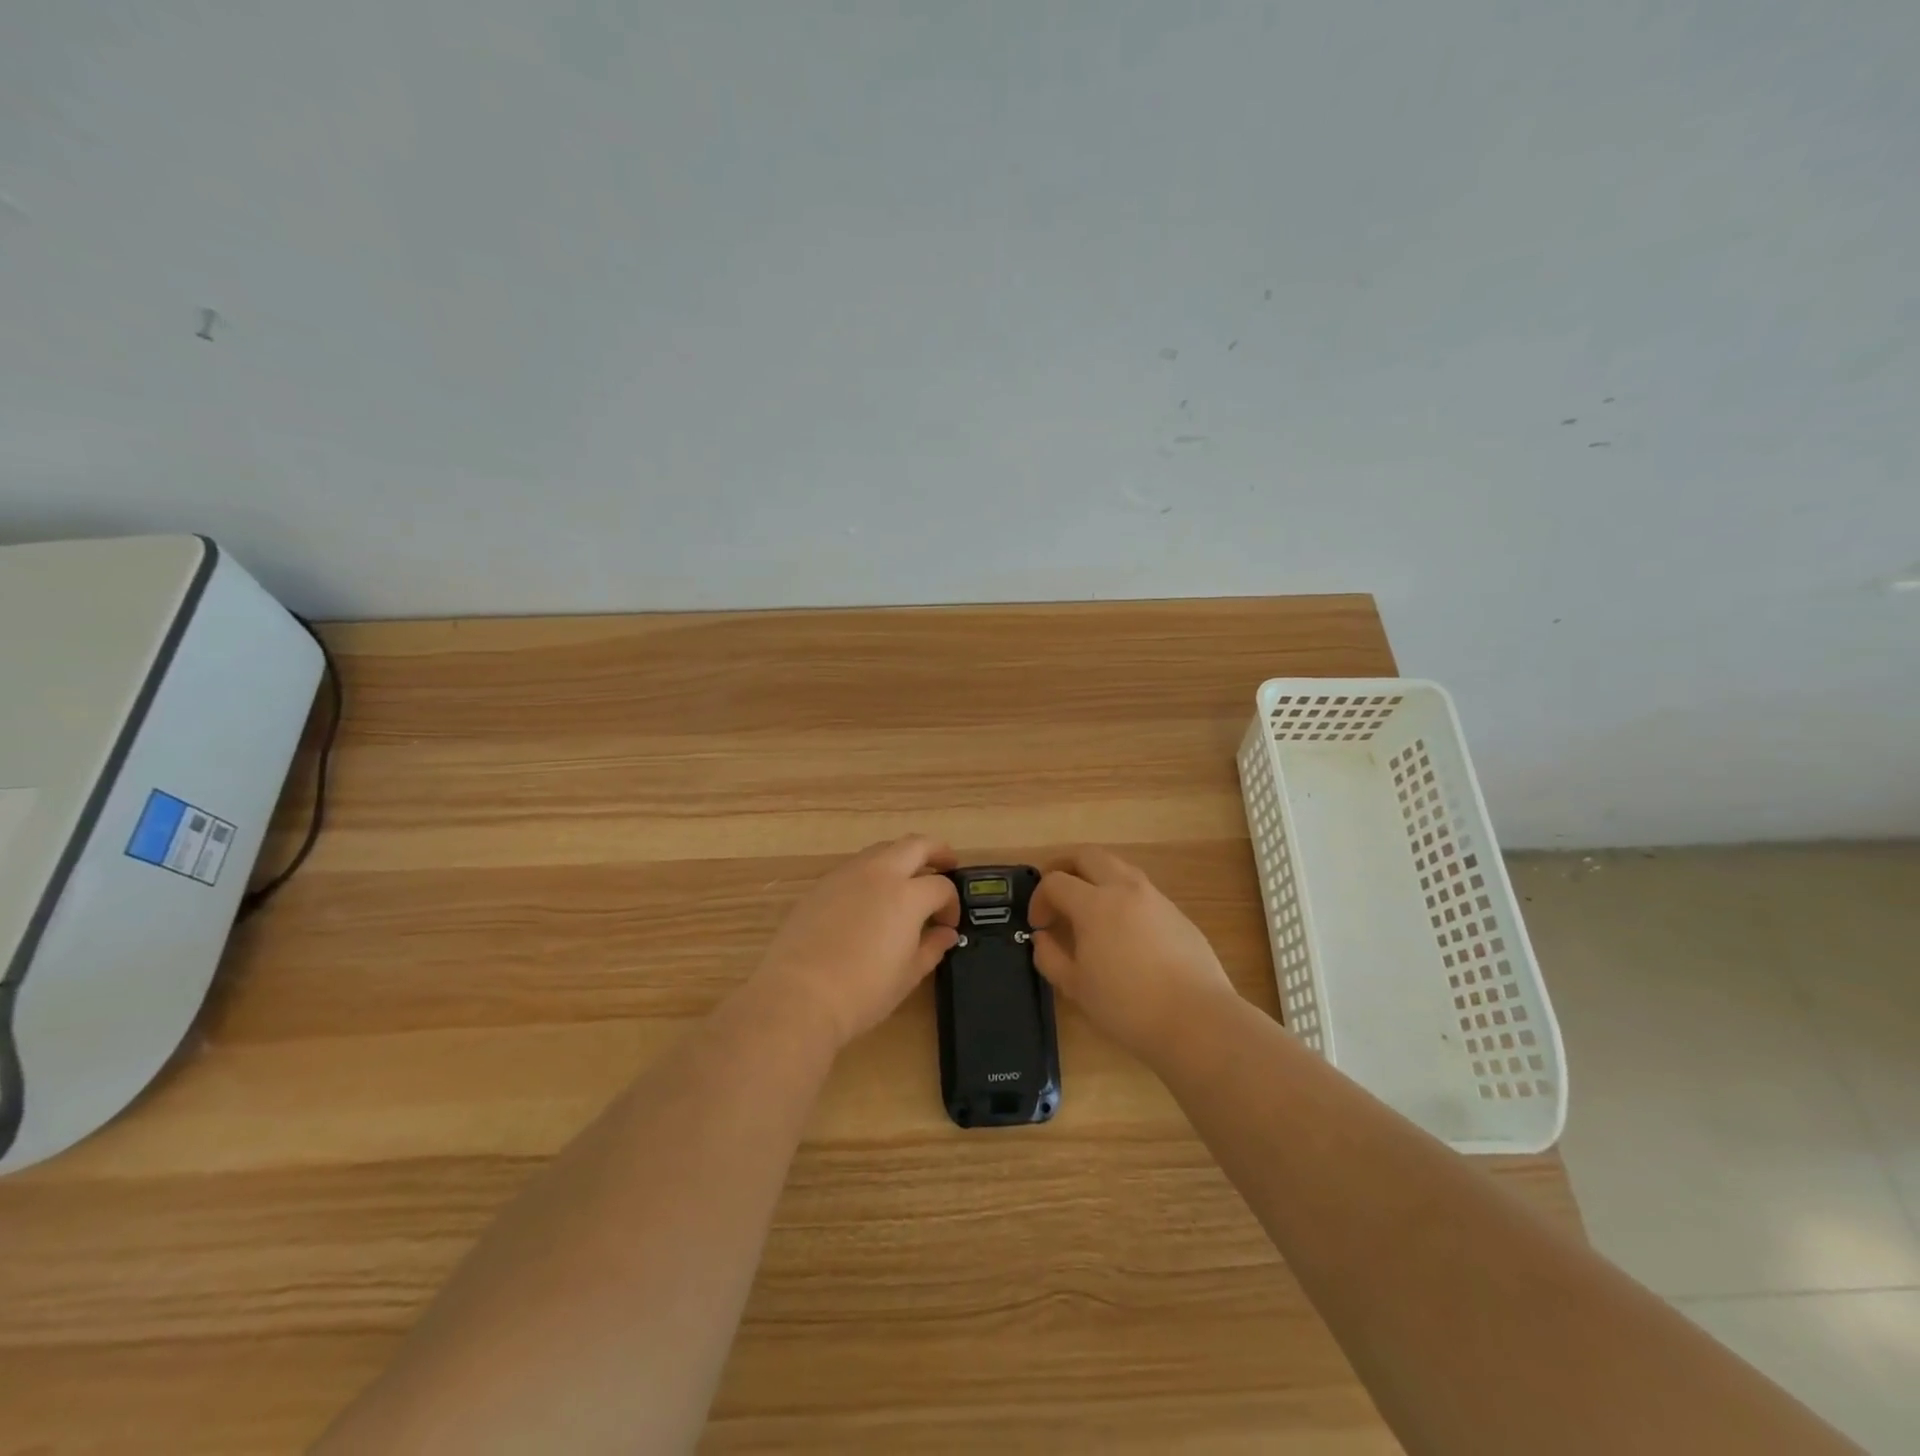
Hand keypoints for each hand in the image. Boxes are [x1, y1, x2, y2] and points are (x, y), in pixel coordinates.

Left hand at [750, 835, 960, 1051]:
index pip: (941, 886)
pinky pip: (857, 865)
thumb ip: (932, 947)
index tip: (948, 924)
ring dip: (903, 857)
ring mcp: (847, 874)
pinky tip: (872, 896)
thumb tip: (945, 933)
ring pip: (884, 849)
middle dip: (937, 851)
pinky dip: (874, 871)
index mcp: (907, 895)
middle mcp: (879, 873)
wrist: (798, 996)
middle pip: (916, 844)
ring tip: (909, 880)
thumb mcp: (908, 974)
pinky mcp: (822, 884)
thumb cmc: (862, 991)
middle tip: (948, 865)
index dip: (952, 904)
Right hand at [1028, 846, 1237, 1062]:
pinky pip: (1141, 890)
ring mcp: (1155, 898)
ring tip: (1089, 910)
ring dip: (1096, 877)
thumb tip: (1042, 937)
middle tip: (1056, 893)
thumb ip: (1050, 957)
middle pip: (1088, 855)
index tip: (1039, 925)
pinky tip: (1123, 930)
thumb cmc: (1127, 1006)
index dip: (1039, 898)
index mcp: (1095, 904)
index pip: (1056, 881)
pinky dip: (1122, 896)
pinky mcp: (1177, 913)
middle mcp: (1125, 889)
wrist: (1197, 1020)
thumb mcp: (1076, 987)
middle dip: (1065, 867)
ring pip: (1118, 867)